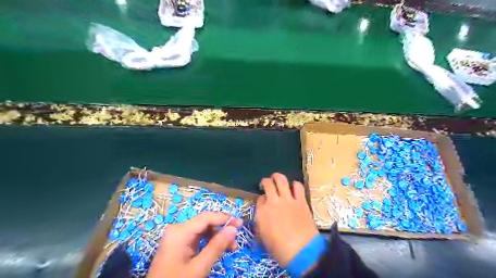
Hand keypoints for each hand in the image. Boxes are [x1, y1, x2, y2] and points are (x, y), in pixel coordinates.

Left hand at [145, 211, 241, 276]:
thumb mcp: (199, 267)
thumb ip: (216, 246)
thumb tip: (233, 229)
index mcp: (180, 231)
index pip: (207, 217)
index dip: (225, 218)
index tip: (240, 224)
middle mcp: (178, 229)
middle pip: (205, 222)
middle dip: (222, 229)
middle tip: (236, 239)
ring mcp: (178, 236)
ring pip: (203, 229)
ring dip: (217, 236)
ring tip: (231, 247)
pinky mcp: (179, 243)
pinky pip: (198, 237)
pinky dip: (209, 241)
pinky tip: (219, 248)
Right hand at [255, 174, 316, 266]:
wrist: (301, 252)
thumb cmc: (279, 250)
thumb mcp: (263, 238)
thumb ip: (261, 223)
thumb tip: (263, 215)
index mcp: (261, 212)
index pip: (259, 199)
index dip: (261, 199)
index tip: (264, 202)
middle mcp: (273, 202)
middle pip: (268, 183)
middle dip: (266, 181)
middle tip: (267, 183)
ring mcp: (287, 199)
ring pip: (281, 179)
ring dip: (278, 177)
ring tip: (277, 179)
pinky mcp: (300, 201)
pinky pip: (297, 186)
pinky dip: (295, 184)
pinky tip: (293, 187)